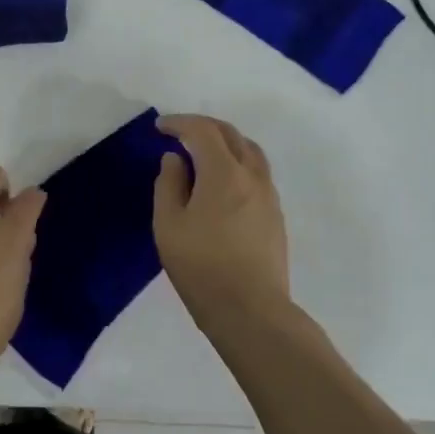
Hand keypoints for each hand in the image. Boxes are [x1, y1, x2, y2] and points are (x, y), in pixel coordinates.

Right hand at [153, 114, 290, 332]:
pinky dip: (237, 161)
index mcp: (223, 173)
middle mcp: (252, 176)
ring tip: (203, 152)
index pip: (203, 131)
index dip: (180, 123)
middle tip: (179, 132)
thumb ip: (169, 184)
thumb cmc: (201, 267)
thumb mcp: (168, 225)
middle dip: (203, 126)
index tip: (159, 128)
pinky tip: (222, 180)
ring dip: (225, 142)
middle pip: (231, 134)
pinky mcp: (275, 214)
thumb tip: (175, 159)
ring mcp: (269, 195)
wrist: (250, 310)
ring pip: (250, 151)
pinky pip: (257, 171)